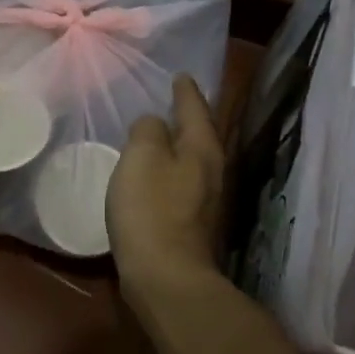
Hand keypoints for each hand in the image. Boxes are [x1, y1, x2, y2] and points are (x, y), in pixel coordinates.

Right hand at [108, 75, 226, 298]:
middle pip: (200, 134)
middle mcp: (212, 170)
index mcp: (202, 148)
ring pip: (192, 159)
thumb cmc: (152, 210)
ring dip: (178, 144)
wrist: (166, 278)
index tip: (180, 75)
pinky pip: (181, 182)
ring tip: (160, 132)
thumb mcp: (142, 157)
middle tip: (172, 99)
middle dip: (188, 116)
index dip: (185, 90)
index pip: (195, 107)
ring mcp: (205, 200)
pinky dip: (169, 169)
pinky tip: (153, 173)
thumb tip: (154, 124)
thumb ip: (148, 130)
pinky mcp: (192, 224)